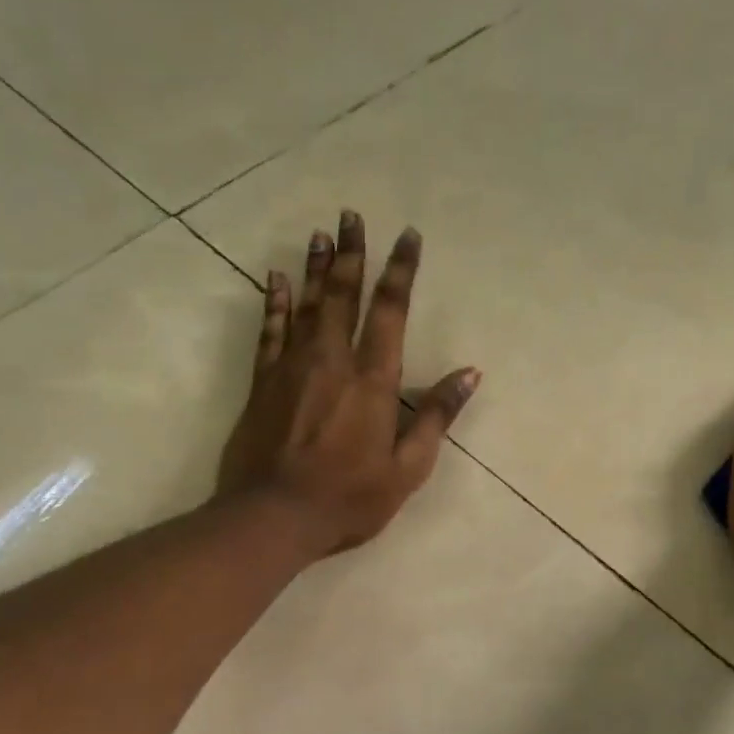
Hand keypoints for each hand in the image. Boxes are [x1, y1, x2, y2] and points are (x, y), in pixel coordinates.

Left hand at [216, 211, 480, 557]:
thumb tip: (470, 373)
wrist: (271, 518)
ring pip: (307, 304)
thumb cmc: (349, 497)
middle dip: (352, 252)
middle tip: (350, 215)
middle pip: (344, 295)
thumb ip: (437, 415)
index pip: (391, 310)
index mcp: (373, 380)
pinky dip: (274, 301)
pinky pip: (269, 330)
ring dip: (316, 267)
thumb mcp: (408, 467)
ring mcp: (292, 367)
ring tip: (321, 234)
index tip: (407, 236)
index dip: (400, 270)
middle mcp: (333, 361)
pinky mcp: (262, 382)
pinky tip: (275, 276)